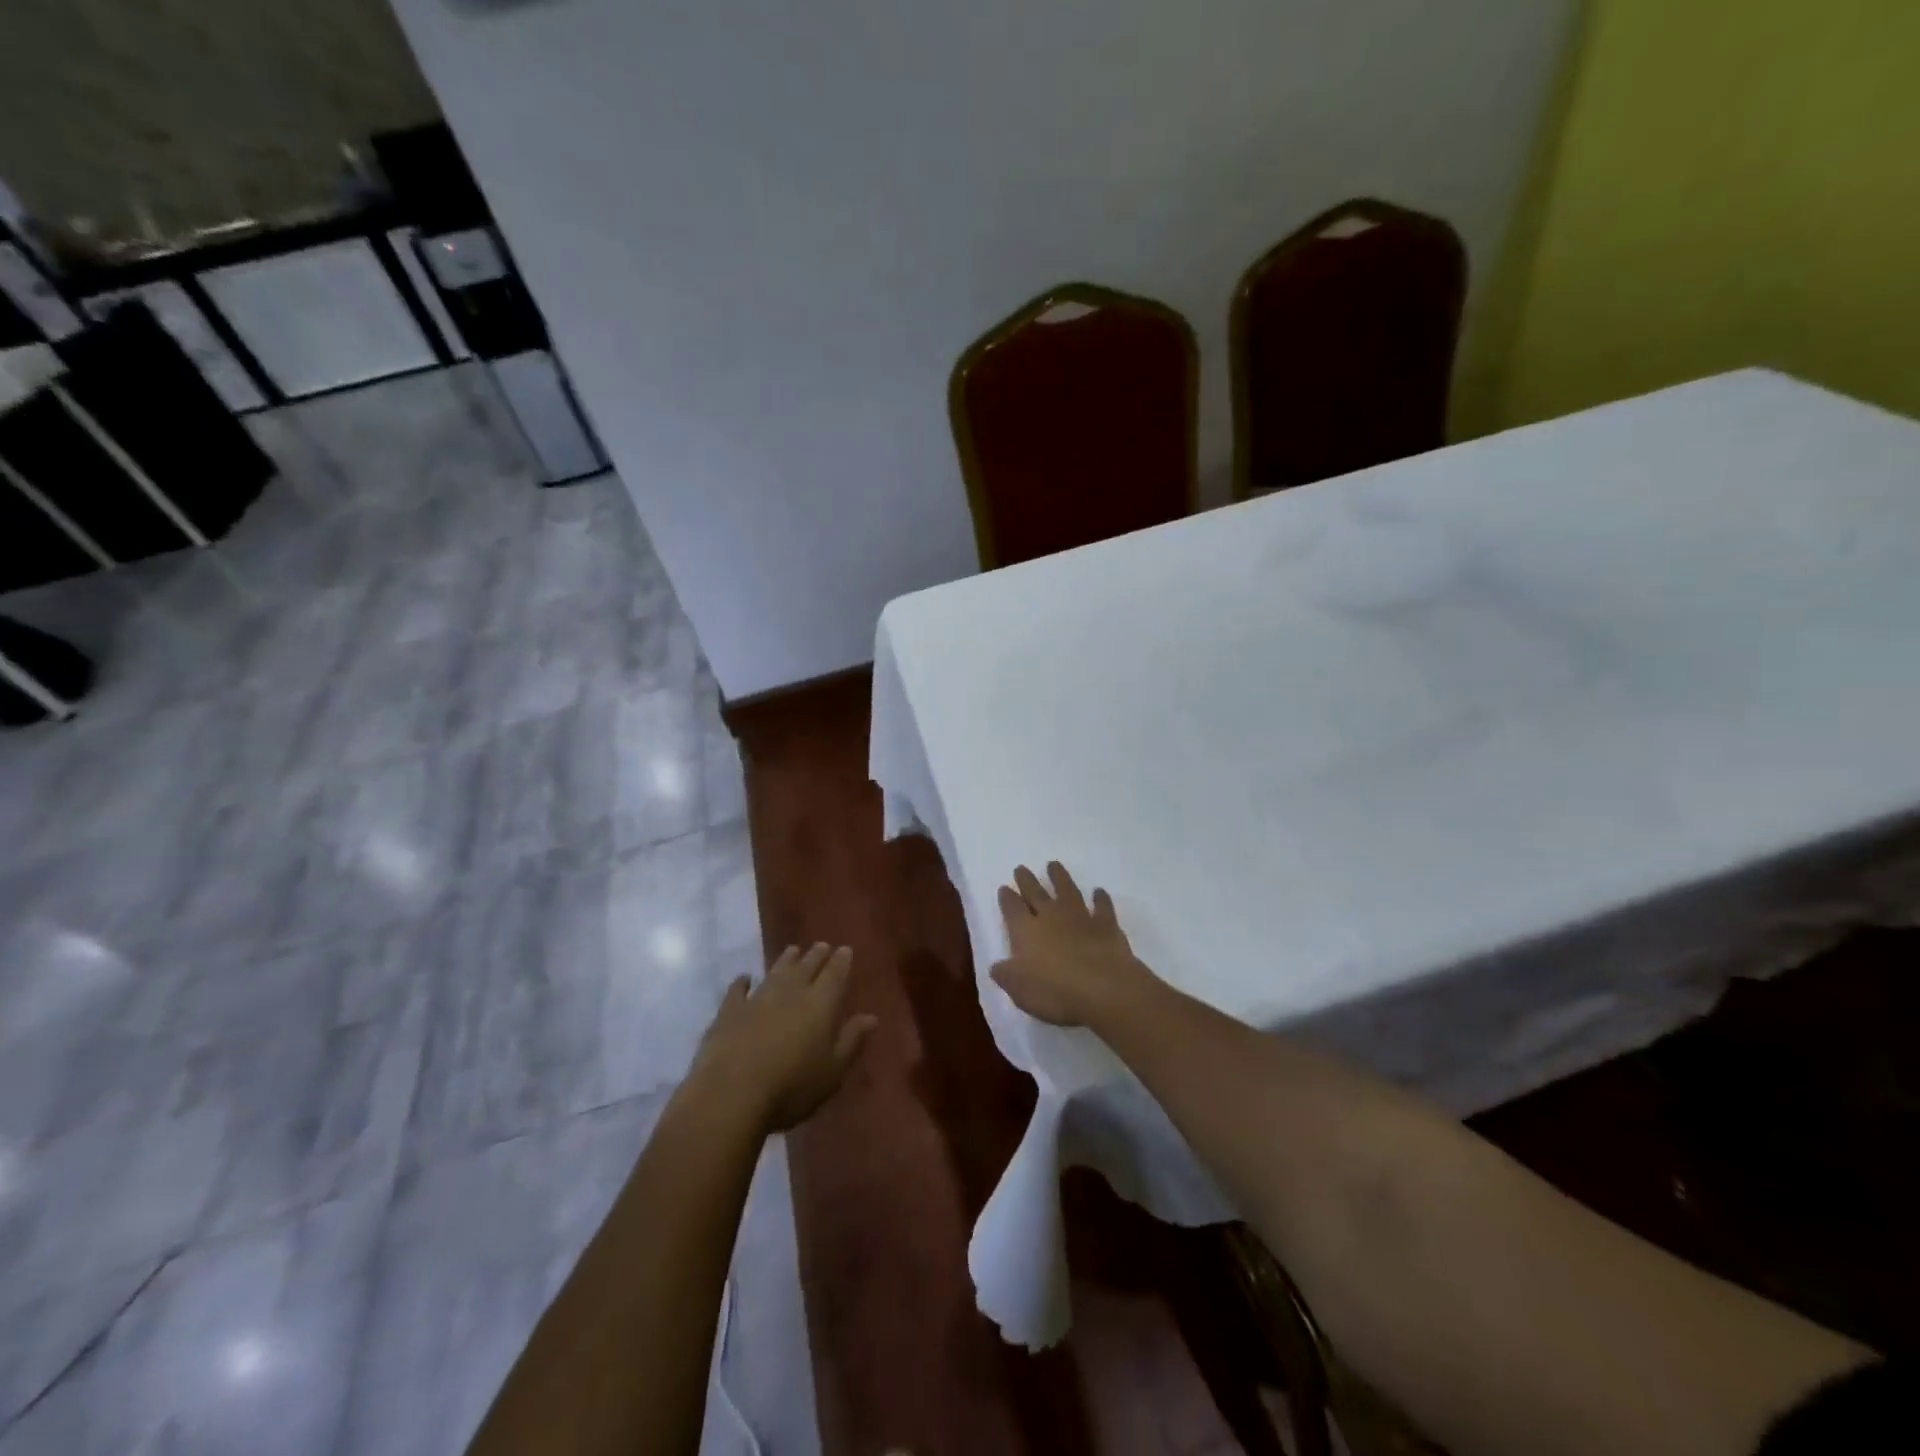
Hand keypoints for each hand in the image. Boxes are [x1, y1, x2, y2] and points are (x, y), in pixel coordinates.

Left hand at [692, 943, 877, 1131]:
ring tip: (793, 950)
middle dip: (816, 955)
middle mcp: (791, 992)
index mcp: (821, 1003)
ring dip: (786, 960)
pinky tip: (745, 978)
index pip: (835, 974)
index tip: (845, 949)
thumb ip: (851, 1040)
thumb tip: (871, 1017)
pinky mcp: (729, 1012)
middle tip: (821, 945)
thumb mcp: (833, 1071)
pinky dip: (742, 982)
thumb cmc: (792, 1087)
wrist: (731, 1095)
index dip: (841, 961)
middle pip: (806, 966)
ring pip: (776, 971)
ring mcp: (758, 998)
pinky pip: (738, 990)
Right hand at [991, 862, 1161, 1028]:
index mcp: (1026, 931)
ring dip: (1060, 878)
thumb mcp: (1020, 990)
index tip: (1004, 887)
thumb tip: (996, 966)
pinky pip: (1102, 906)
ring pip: (1067, 891)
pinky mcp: (1106, 925)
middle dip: (1027, 881)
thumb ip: (1006, 975)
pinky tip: (1099, 891)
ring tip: (1054, 864)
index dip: (1007, 899)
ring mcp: (1080, 918)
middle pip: (1036, 893)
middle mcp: (1051, 917)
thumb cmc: (1055, 991)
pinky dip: (1100, 898)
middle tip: (1021, 868)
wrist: (1104, 988)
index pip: (1012, 909)